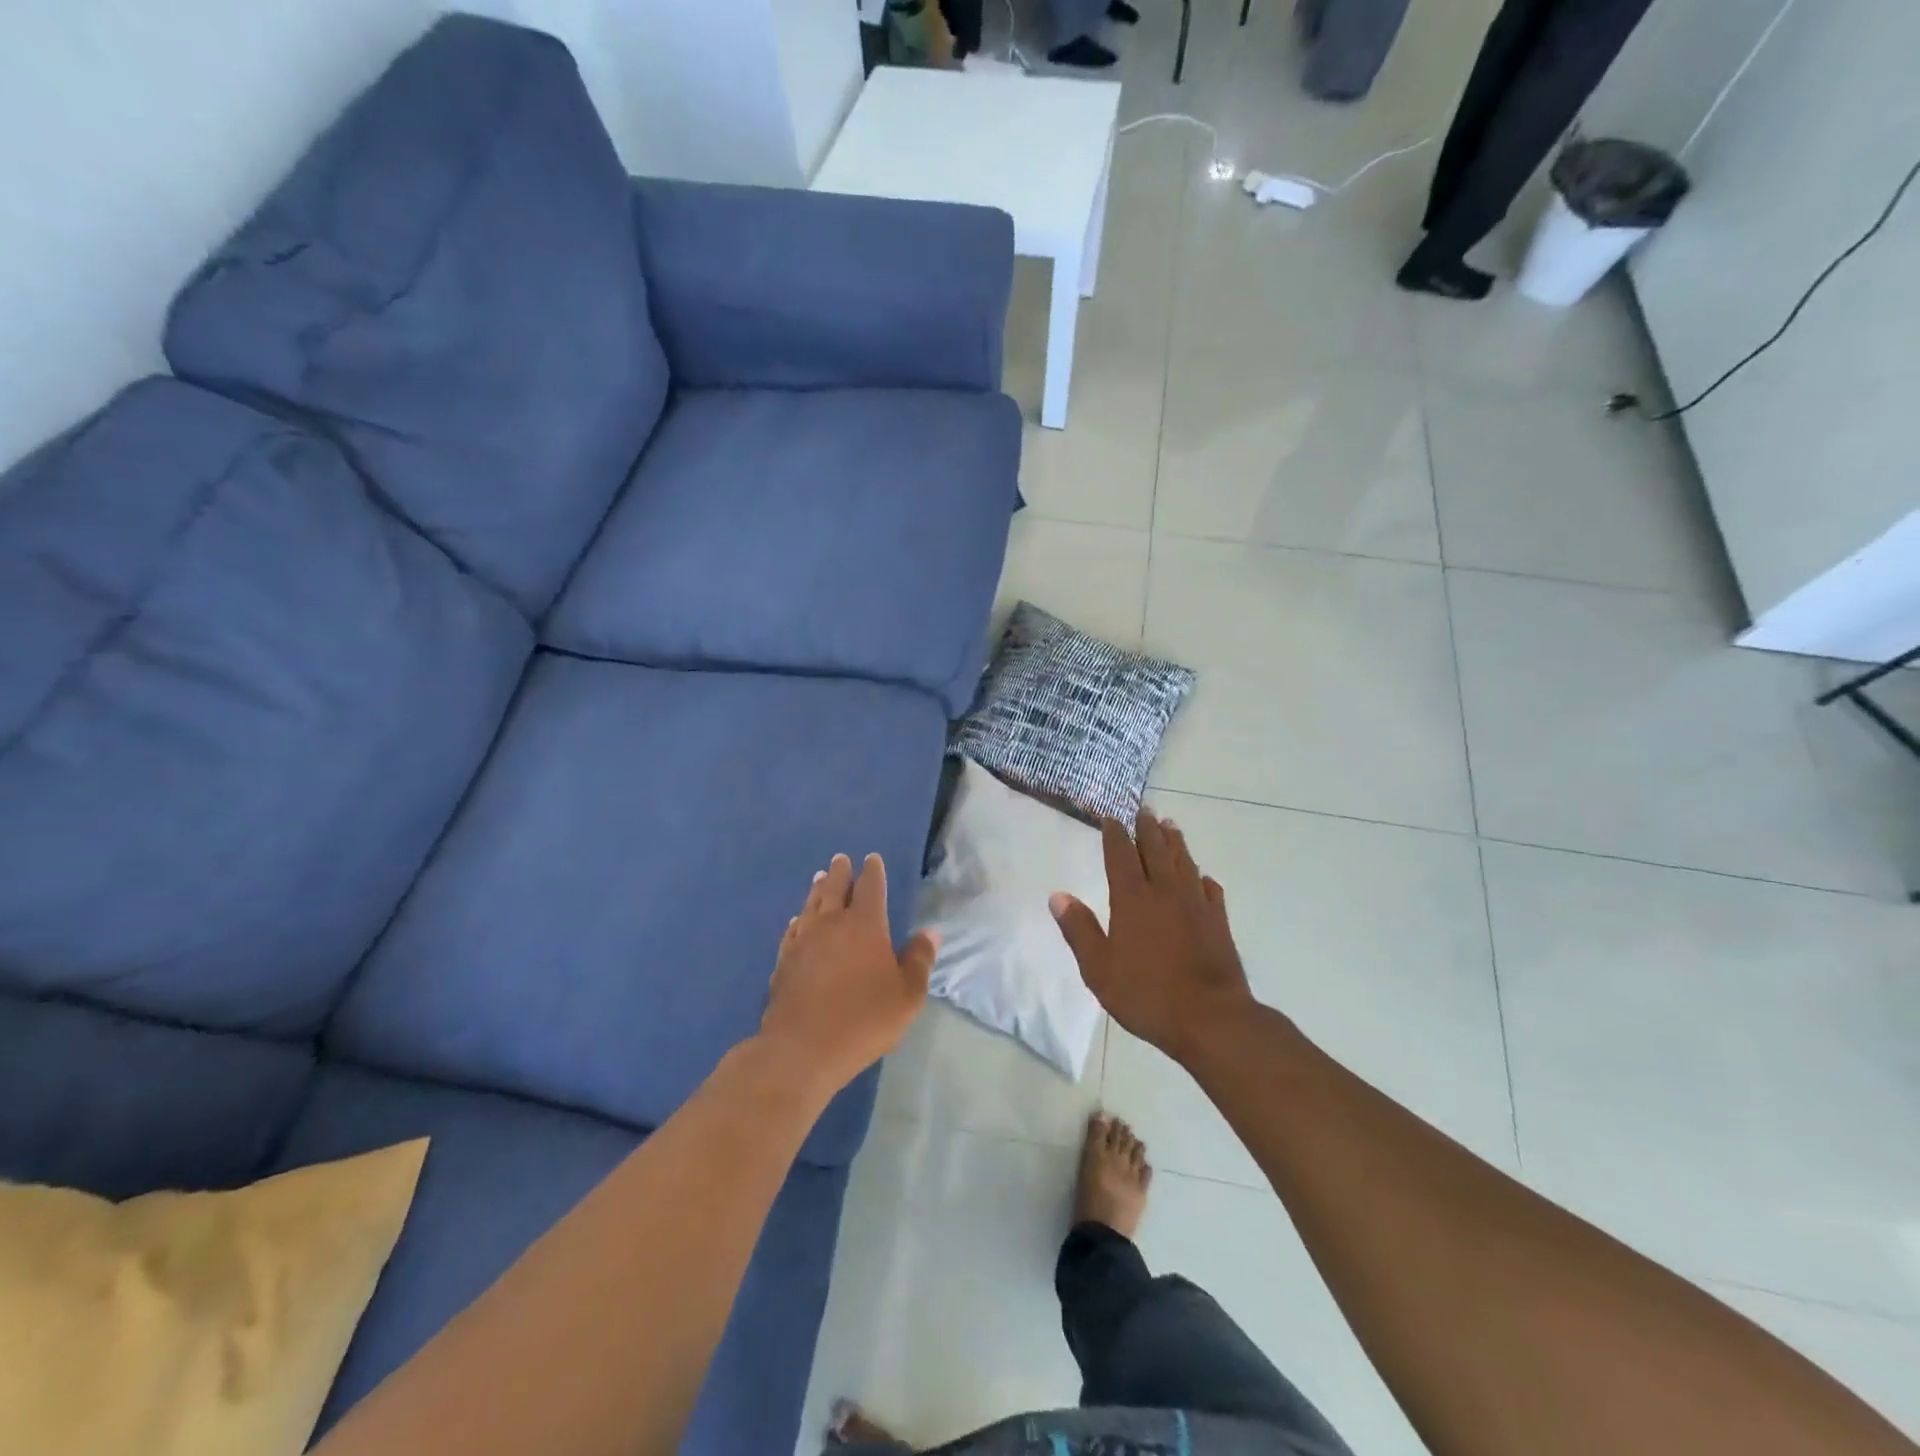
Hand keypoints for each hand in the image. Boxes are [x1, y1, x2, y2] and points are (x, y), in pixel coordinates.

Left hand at [759, 853, 936, 1095]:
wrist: (803, 1048)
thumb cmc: (864, 1019)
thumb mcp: (907, 994)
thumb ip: (919, 960)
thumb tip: (930, 932)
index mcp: (865, 925)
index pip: (870, 887)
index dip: (872, 871)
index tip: (872, 859)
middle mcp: (832, 923)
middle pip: (835, 888)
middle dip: (840, 872)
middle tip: (840, 859)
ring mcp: (803, 941)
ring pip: (811, 905)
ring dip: (818, 890)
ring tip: (820, 879)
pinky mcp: (784, 961)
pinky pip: (793, 931)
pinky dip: (799, 920)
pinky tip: (798, 921)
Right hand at [1050, 808, 1253, 1063]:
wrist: (1211, 1018)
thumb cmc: (1148, 995)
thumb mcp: (1099, 969)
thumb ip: (1079, 930)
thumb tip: (1058, 896)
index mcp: (1132, 900)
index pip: (1121, 856)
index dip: (1115, 835)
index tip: (1111, 817)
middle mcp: (1165, 893)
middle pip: (1156, 850)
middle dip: (1148, 828)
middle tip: (1145, 809)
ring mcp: (1196, 905)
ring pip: (1184, 863)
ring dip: (1176, 842)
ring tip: (1171, 826)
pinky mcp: (1218, 922)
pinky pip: (1211, 890)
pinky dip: (1203, 878)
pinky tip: (1202, 877)